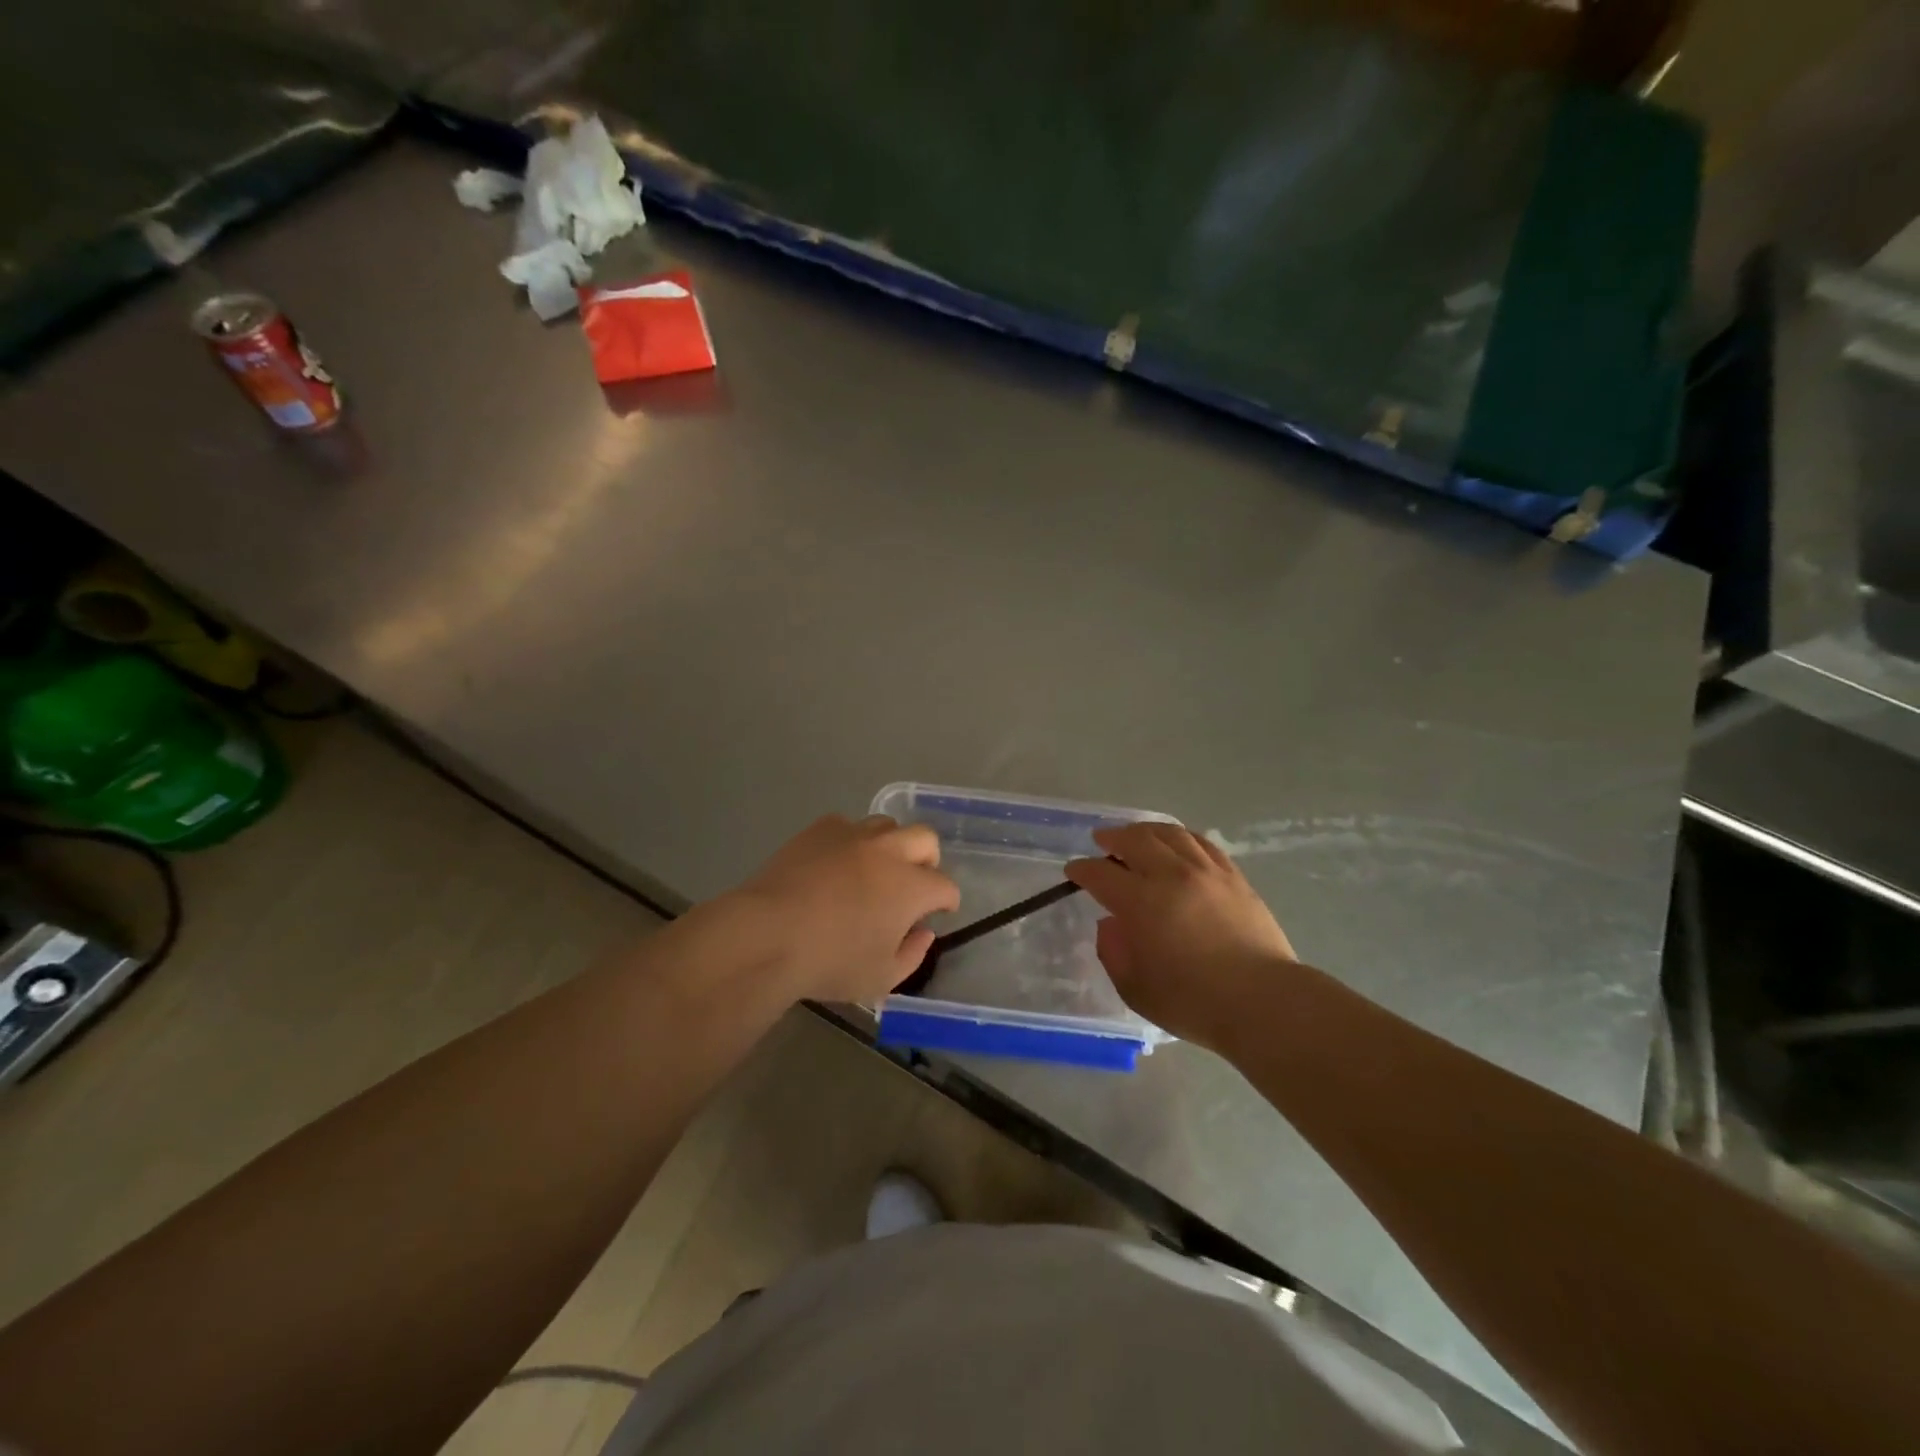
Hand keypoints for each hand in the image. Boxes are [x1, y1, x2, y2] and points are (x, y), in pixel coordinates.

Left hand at [724, 814, 959, 1004]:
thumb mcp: (881, 978)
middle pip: (925, 839)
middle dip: (928, 860)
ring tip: (875, 867)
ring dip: (891, 844)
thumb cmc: (830, 962)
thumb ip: (912, 954)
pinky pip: (847, 825)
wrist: (768, 935)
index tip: (940, 911)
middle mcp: (889, 851)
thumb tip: (923, 932)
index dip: (947, 900)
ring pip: (887, 825)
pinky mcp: (820, 829)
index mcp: (912, 887)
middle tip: (915, 881)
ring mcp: (853, 835)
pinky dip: (850, 841)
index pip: (945, 886)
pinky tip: (836, 862)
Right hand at [1066, 823, 1296, 1051]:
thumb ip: (1114, 952)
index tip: (1074, 871)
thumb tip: (1111, 925)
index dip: (1082, 869)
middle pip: (1135, 840)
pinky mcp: (1234, 877)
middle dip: (1112, 838)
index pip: (1101, 874)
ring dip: (1146, 831)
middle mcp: (1171, 876)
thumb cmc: (1193, 1002)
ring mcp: (1206, 872)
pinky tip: (1178, 842)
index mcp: (1140, 902)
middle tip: (1102, 841)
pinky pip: (1202, 843)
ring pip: (1170, 833)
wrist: (1263, 1002)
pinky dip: (1182, 837)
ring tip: (1137, 835)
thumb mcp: (1135, 988)